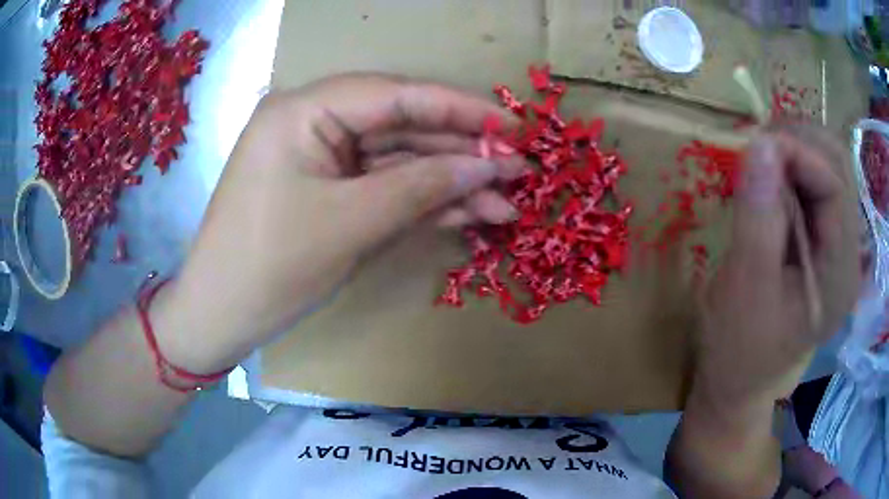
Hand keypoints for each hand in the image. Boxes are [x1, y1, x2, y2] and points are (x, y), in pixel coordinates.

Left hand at [153, 74, 524, 372]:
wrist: (222, 316)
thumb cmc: (270, 266)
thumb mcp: (350, 223)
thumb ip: (422, 187)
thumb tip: (487, 167)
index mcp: (305, 109)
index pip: (396, 95)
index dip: (460, 109)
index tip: (511, 125)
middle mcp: (314, 122)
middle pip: (403, 128)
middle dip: (462, 152)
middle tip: (519, 169)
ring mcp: (323, 159)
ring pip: (399, 162)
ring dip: (451, 184)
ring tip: (507, 202)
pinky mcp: (330, 193)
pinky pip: (384, 188)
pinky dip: (425, 202)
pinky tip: (471, 213)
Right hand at [694, 126, 860, 409]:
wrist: (737, 381)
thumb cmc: (738, 347)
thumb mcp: (745, 287)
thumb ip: (758, 216)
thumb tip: (760, 144)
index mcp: (839, 275)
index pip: (835, 186)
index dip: (799, 153)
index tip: (755, 145)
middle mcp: (849, 255)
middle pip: (839, 168)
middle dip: (800, 143)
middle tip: (757, 148)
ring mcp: (838, 248)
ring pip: (830, 169)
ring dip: (796, 152)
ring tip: (761, 163)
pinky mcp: (824, 244)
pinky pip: (817, 186)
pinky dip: (792, 170)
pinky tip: (770, 183)